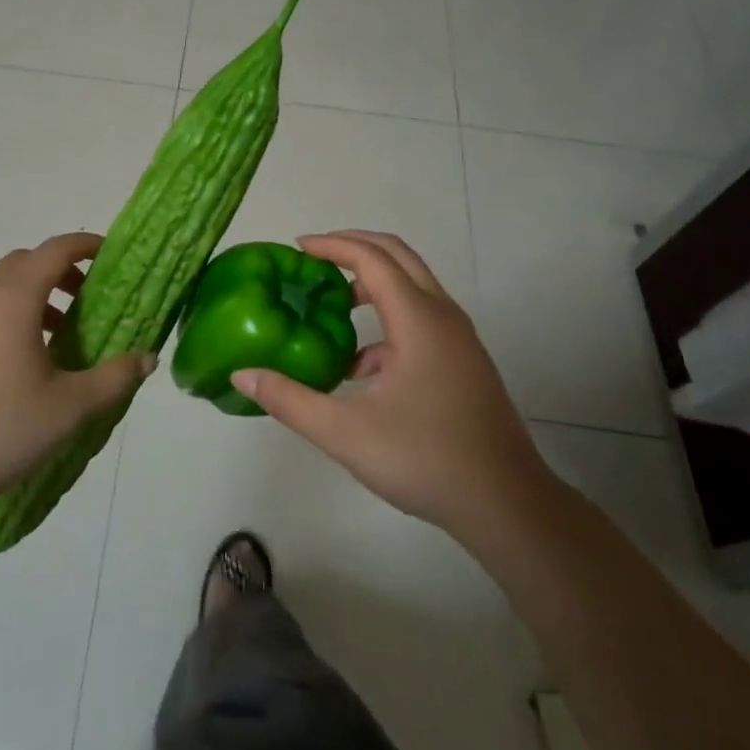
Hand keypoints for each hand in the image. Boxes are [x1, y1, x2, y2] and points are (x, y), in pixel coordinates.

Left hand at [0, 232, 154, 520]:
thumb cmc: (6, 430)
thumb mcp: (72, 407)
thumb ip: (115, 377)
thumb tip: (148, 358)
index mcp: (14, 302)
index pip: (53, 250)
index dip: (84, 244)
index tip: (108, 254)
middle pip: (23, 262)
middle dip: (58, 268)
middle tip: (85, 296)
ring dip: (32, 293)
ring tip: (57, 332)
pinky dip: (7, 316)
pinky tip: (20, 362)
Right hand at [231, 230, 556, 541]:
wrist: (507, 505)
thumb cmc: (425, 459)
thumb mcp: (345, 433)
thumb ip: (289, 400)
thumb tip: (242, 375)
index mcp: (418, 319)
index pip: (371, 258)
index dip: (331, 245)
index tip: (296, 248)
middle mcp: (442, 315)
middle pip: (397, 256)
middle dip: (354, 247)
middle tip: (313, 258)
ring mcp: (458, 338)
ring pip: (412, 286)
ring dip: (372, 283)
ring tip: (331, 306)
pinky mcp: (463, 361)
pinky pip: (420, 318)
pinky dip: (387, 320)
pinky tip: (359, 368)